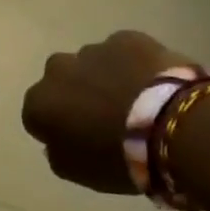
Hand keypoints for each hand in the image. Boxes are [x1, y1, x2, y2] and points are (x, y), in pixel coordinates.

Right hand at [20, 30, 197, 192]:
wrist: (173, 127)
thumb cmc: (120, 157)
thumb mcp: (79, 172)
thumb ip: (58, 153)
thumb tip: (55, 141)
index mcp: (40, 102)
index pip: (36, 114)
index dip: (57, 127)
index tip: (79, 139)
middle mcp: (57, 69)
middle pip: (61, 82)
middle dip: (77, 94)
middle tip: (106, 117)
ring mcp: (92, 50)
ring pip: (91, 64)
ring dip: (105, 79)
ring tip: (137, 101)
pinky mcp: (126, 38)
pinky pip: (124, 52)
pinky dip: (133, 65)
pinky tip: (154, 85)